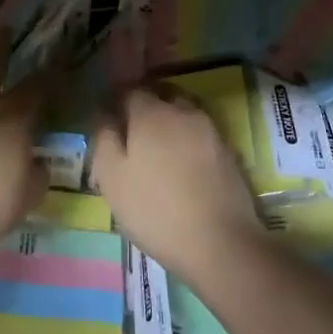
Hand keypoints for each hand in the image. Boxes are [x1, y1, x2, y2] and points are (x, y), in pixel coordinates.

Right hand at [90, 86, 263, 279]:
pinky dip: (188, 142)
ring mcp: (211, 131)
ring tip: (158, 151)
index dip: (117, 101)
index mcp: (151, 113)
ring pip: (183, 114)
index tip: (108, 119)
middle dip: (146, 107)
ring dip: (169, 123)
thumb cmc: (155, 209)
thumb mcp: (112, 178)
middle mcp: (183, 112)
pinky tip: (182, 167)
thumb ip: (104, 140)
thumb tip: (104, 117)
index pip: (130, 90)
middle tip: (132, 134)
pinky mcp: (229, 153)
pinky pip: (201, 135)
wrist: (221, 243)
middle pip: (161, 96)